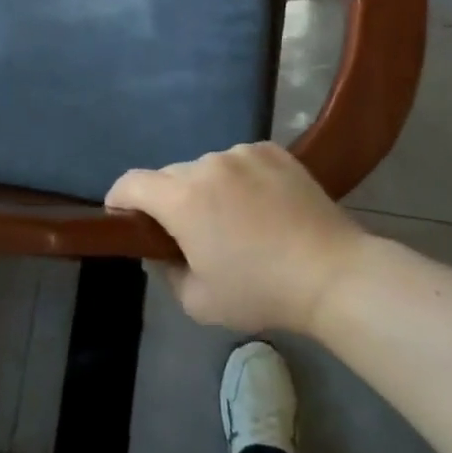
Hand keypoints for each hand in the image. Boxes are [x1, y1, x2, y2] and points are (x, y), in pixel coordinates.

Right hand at [108, 143, 368, 333]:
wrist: (332, 273)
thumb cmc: (261, 291)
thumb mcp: (198, 302)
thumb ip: (167, 272)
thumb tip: (164, 250)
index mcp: (182, 198)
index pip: (131, 183)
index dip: (119, 199)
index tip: (124, 218)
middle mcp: (207, 163)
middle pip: (170, 176)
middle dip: (168, 201)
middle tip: (189, 233)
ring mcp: (243, 152)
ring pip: (206, 168)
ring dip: (207, 188)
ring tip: (235, 220)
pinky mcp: (273, 150)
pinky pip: (239, 161)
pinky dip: (239, 179)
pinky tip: (262, 206)